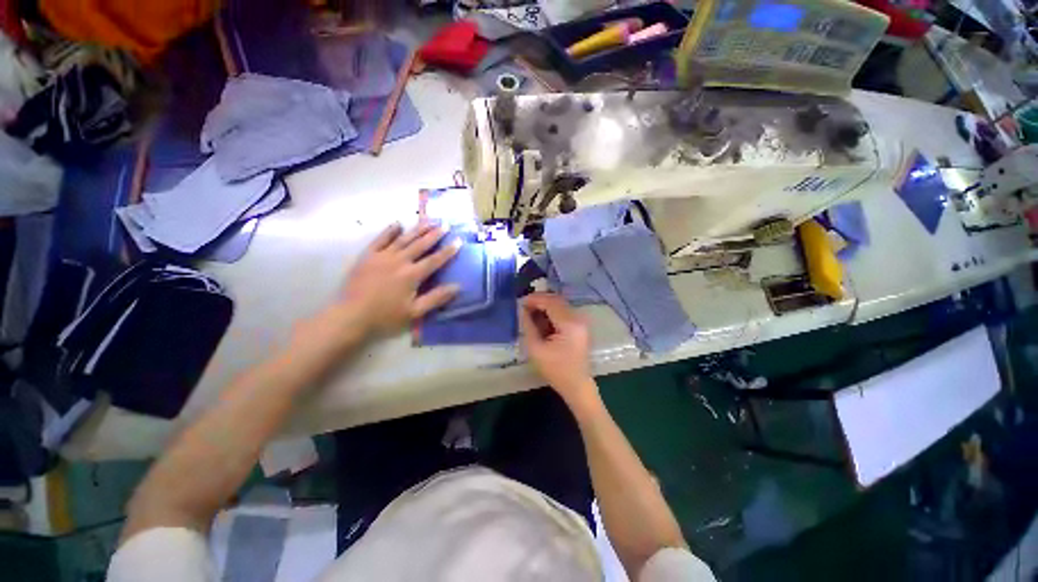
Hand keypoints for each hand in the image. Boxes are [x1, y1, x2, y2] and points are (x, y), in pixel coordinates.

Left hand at [338, 221, 459, 336]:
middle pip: (421, 244)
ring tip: (429, 220)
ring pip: (403, 239)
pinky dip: (389, 231)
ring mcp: (382, 256)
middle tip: (446, 224)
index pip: (435, 260)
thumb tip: (457, 286)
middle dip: (435, 234)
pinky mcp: (367, 256)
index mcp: (412, 275)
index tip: (459, 240)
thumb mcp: (415, 312)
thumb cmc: (385, 317)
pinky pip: (380, 239)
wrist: (350, 317)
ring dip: (417, 229)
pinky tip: (398, 224)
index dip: (448, 250)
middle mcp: (399, 261)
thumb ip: (436, 298)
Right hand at [519, 292, 596, 402]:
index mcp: (569, 324)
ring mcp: (581, 322)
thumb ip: (528, 326)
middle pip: (557, 300)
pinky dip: (552, 312)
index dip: (534, 299)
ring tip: (530, 312)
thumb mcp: (536, 349)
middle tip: (524, 306)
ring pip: (561, 304)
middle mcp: (578, 318)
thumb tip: (522, 310)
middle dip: (539, 300)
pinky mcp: (580, 326)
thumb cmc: (556, 370)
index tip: (520, 302)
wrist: (577, 385)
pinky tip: (541, 319)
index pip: (550, 302)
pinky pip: (564, 312)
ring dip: (545, 305)